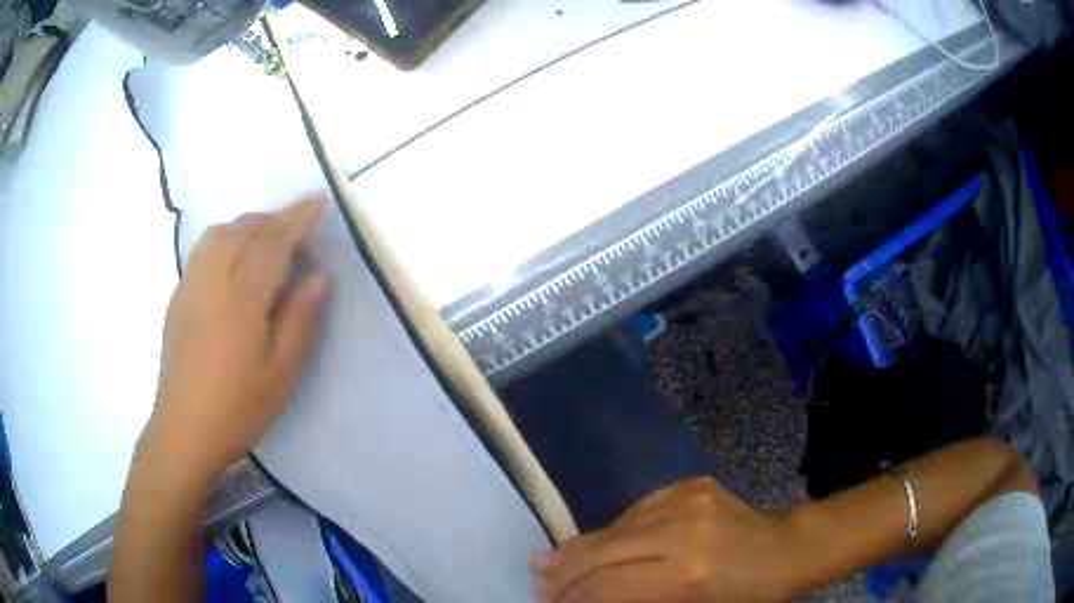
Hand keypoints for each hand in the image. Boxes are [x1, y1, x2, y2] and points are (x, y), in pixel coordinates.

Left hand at [143, 196, 328, 486]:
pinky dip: (226, 240)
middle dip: (274, 219)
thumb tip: (318, 276)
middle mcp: (212, 280)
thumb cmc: (238, 408)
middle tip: (298, 226)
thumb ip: (299, 319)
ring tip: (266, 241)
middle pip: (244, 230)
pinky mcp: (178, 297)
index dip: (298, 218)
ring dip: (247, 226)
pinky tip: (233, 262)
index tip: (318, 200)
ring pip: (219, 234)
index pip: (273, 242)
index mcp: (241, 299)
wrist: (184, 430)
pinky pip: (203, 250)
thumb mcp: (280, 373)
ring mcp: (190, 286)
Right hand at [532, 478, 793, 602]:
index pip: (608, 587)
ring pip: (615, 527)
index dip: (573, 598)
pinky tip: (600, 543)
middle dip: (564, 571)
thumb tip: (591, 600)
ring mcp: (686, 500)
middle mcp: (681, 530)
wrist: (786, 548)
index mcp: (687, 573)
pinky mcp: (689, 485)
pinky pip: (636, 510)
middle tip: (538, 583)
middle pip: (603, 551)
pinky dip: (614, 530)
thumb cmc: (745, 594)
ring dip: (581, 548)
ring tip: (550, 562)